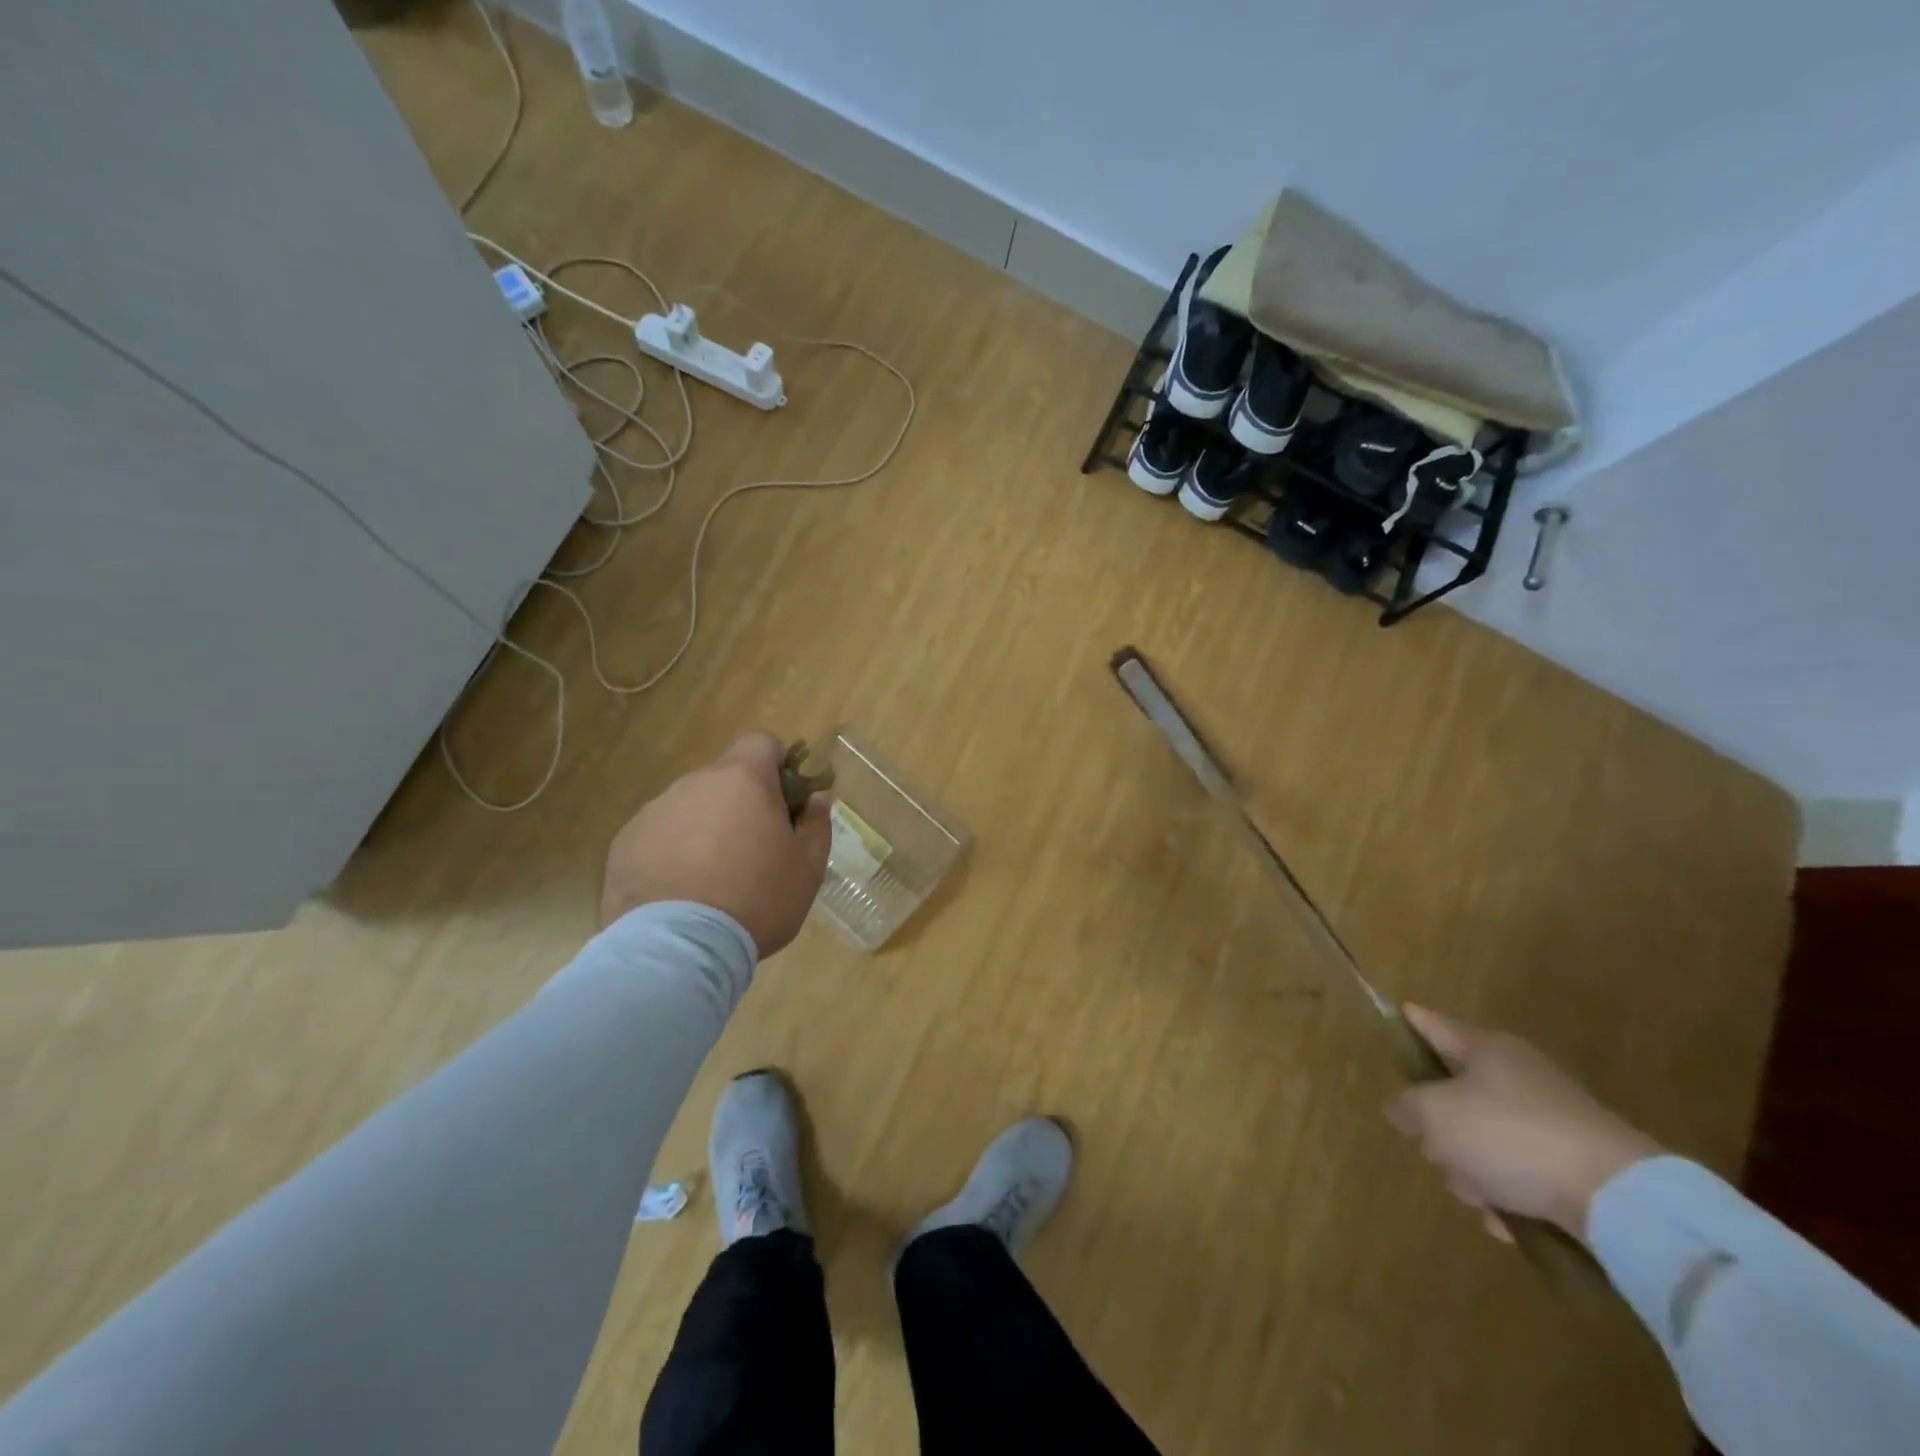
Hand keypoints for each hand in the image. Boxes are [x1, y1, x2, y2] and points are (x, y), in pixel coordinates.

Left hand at [600, 733, 831, 956]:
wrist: (678, 948)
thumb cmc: (757, 900)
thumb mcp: (808, 868)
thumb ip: (817, 824)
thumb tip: (817, 798)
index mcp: (743, 780)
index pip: (762, 742)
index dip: (778, 764)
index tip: (785, 801)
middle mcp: (695, 783)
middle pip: (725, 779)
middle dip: (741, 804)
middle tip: (754, 851)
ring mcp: (654, 811)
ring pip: (691, 808)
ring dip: (705, 829)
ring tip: (712, 880)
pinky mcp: (624, 843)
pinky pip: (659, 836)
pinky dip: (672, 853)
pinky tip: (679, 894)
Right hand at [1386, 1006, 1661, 1242]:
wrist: (1619, 1199)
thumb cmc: (1511, 1136)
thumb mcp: (1434, 1115)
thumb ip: (1406, 1107)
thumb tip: (1405, 1111)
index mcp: (1484, 1049)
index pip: (1431, 1024)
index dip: (1408, 1022)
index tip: (1394, 1018)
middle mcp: (1516, 1075)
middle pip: (1452, 1095)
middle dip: (1438, 1132)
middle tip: (1438, 1151)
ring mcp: (1548, 1121)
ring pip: (1481, 1141)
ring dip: (1470, 1173)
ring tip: (1482, 1198)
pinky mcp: (1572, 1165)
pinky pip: (1518, 1175)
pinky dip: (1507, 1198)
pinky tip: (1508, 1222)